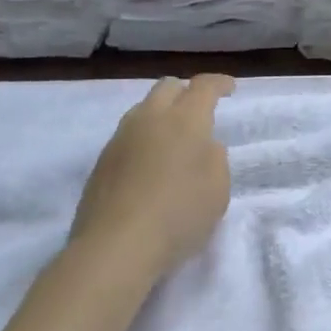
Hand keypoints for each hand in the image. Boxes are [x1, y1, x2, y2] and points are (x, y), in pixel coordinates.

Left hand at [72, 74, 234, 273]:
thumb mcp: (218, 189)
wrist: (115, 248)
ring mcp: (120, 139)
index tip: (229, 88)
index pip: (203, 86)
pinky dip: (144, 139)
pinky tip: (150, 164)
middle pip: (167, 87)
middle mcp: (150, 119)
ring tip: (173, 138)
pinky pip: (128, 136)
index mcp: (185, 119)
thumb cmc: (179, 214)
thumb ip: (215, 158)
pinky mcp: (101, 162)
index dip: (219, 83)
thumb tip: (203, 146)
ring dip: (162, 115)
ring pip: (143, 109)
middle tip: (200, 110)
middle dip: (186, 92)